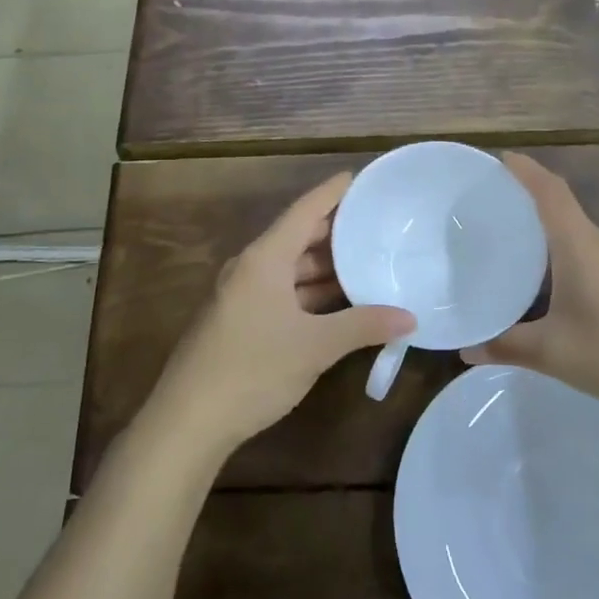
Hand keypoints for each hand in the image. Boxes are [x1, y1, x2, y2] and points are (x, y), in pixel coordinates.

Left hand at [150, 171, 414, 460]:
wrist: (188, 421)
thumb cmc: (253, 369)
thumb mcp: (315, 346)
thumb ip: (363, 326)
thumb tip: (409, 318)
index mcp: (264, 258)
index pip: (305, 210)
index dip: (333, 192)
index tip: (360, 176)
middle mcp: (251, 268)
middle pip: (298, 237)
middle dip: (336, 232)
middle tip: (376, 224)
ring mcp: (242, 295)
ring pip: (290, 268)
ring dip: (324, 267)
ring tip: (367, 261)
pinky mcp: (240, 321)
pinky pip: (283, 292)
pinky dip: (310, 292)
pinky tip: (338, 302)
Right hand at [465, 154, 598, 421]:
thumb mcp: (553, 353)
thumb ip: (505, 346)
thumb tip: (464, 348)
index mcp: (579, 245)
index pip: (550, 190)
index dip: (524, 170)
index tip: (496, 159)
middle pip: (560, 206)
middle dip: (524, 199)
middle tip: (486, 207)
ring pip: (573, 234)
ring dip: (542, 230)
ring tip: (506, 242)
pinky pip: (585, 255)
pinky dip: (558, 256)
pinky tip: (543, 285)